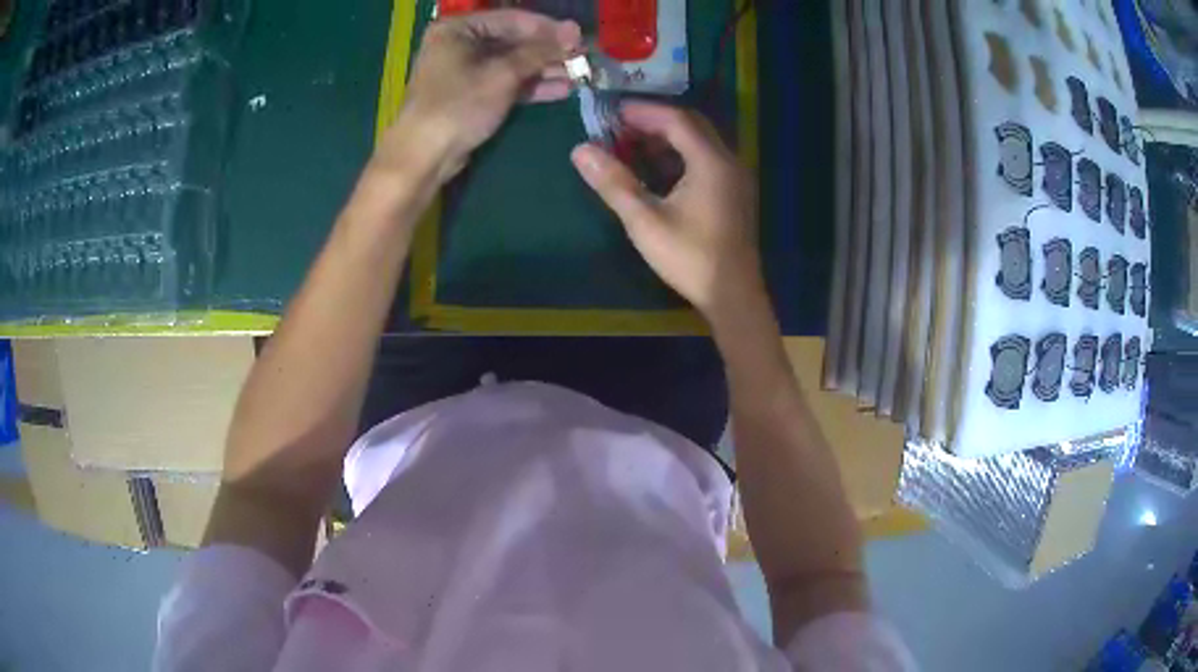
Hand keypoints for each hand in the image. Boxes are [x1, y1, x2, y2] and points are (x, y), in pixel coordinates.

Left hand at [375, 10, 581, 184]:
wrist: (424, 156)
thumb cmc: (459, 105)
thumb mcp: (503, 73)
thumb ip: (540, 51)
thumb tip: (575, 30)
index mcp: (458, 28)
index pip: (512, 19)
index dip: (548, 28)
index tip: (579, 37)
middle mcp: (459, 43)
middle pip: (513, 41)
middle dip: (548, 52)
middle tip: (583, 58)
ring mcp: (463, 70)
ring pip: (511, 63)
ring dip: (544, 70)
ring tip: (579, 76)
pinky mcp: (470, 94)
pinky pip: (504, 82)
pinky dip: (529, 86)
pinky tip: (561, 90)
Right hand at [571, 103, 763, 322]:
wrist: (733, 296)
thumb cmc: (690, 257)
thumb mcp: (645, 221)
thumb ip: (613, 183)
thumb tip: (580, 150)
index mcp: (711, 161)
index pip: (676, 119)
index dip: (643, 112)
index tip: (611, 113)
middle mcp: (729, 161)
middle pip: (691, 126)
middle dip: (654, 122)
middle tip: (620, 128)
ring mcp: (735, 178)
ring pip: (700, 142)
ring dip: (667, 138)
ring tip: (632, 146)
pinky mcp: (734, 194)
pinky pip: (707, 160)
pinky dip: (680, 155)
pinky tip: (658, 170)